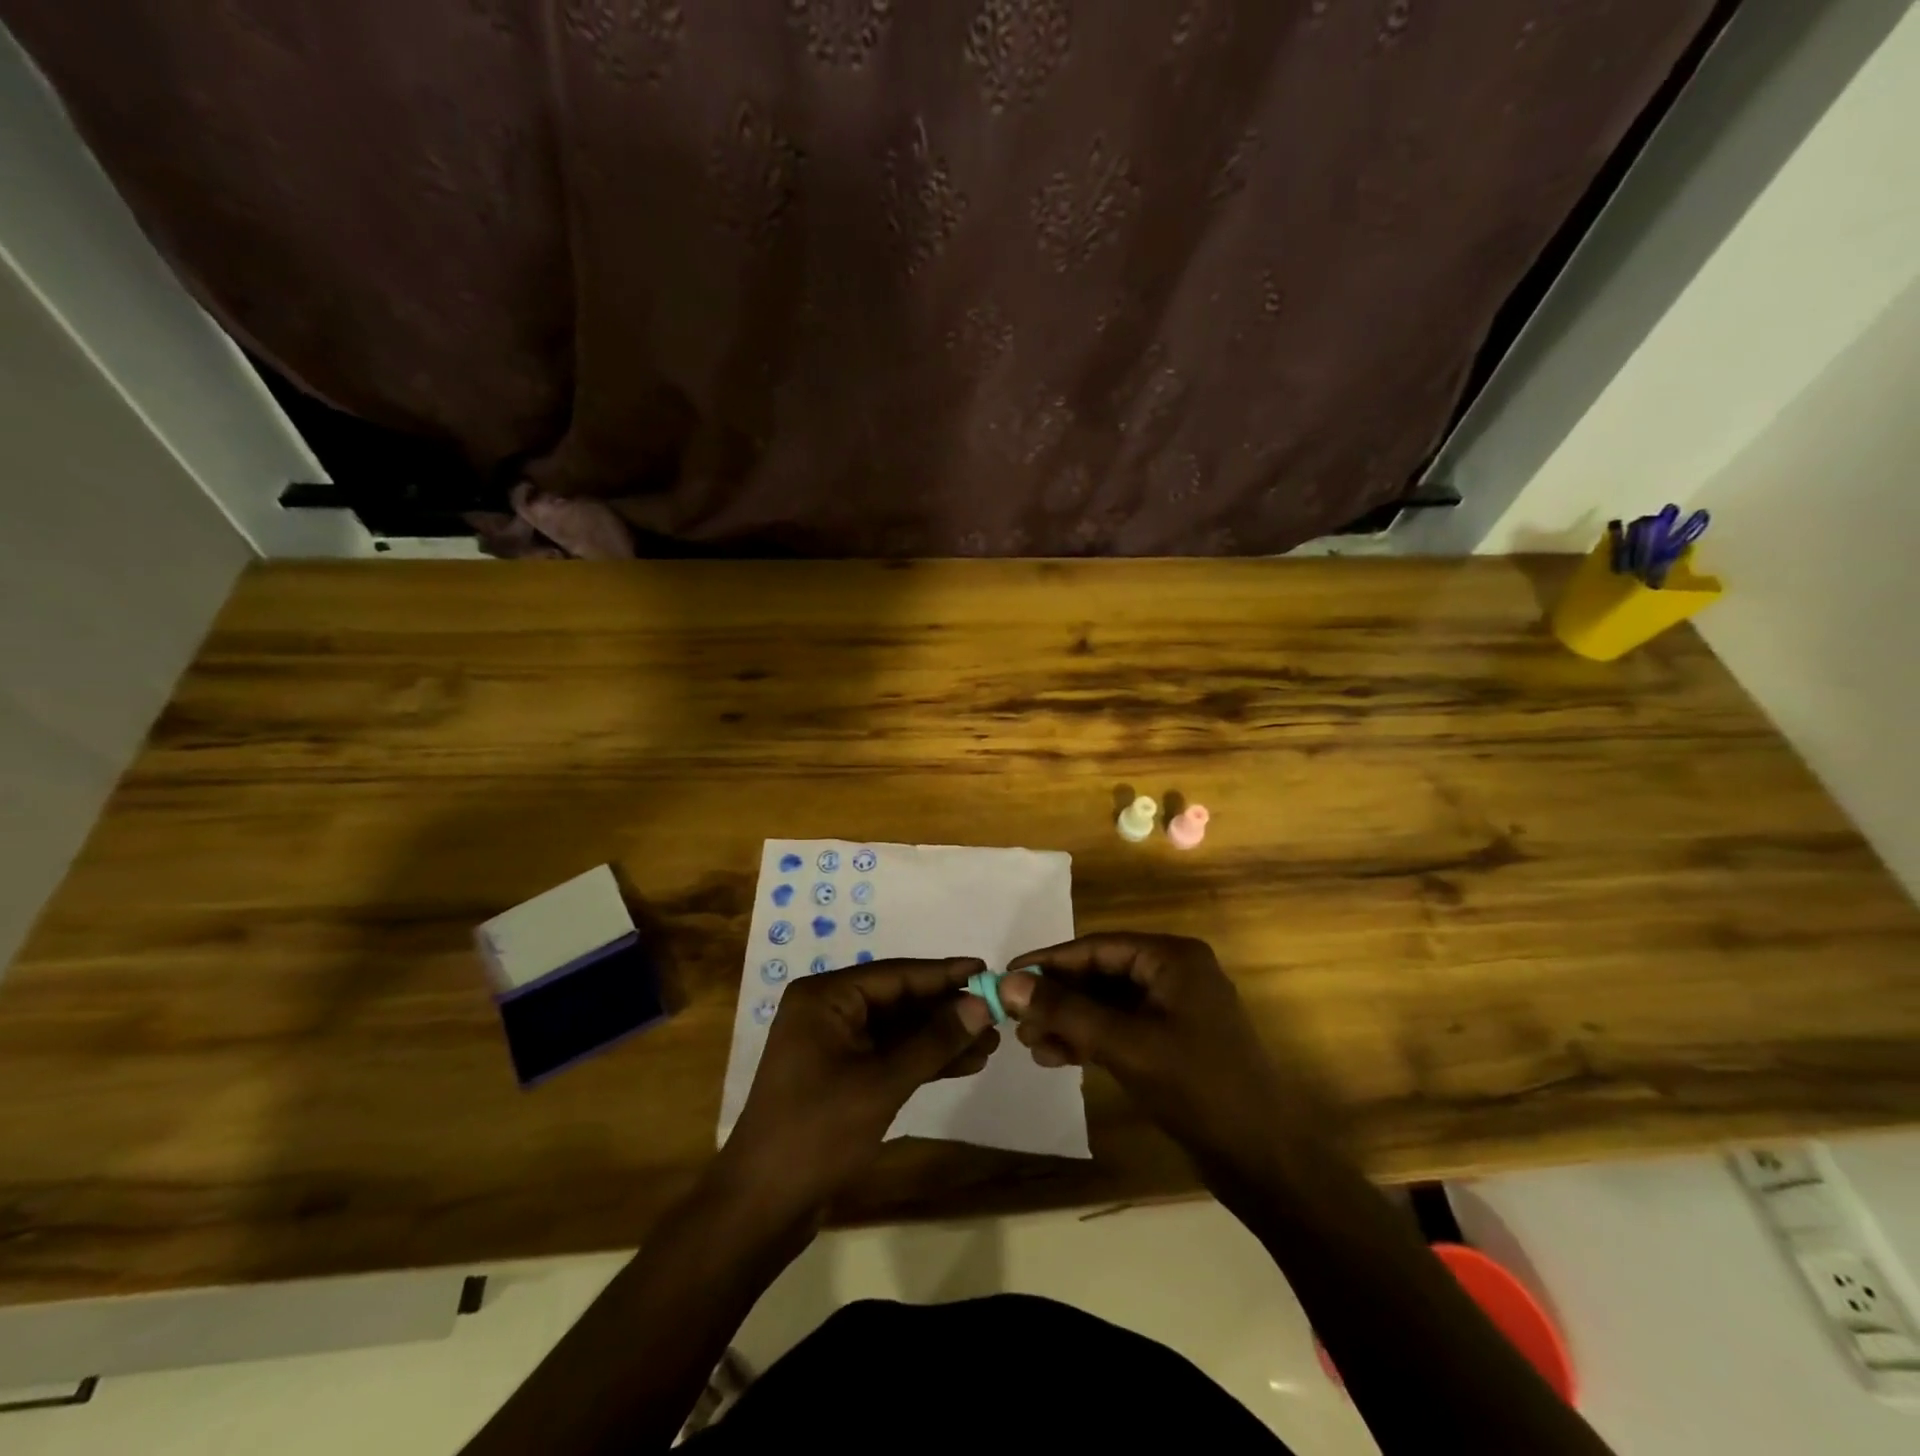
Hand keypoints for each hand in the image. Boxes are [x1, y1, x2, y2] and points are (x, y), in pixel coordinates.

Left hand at [717, 958, 997, 1219]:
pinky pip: (889, 1055)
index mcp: (825, 998)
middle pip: (898, 1000)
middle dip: (946, 1010)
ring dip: (940, 1037)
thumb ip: (933, 1041)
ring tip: (991, 1043)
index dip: (944, 974)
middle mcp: (828, 1011)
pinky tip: (963, 1064)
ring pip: (898, 1030)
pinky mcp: (841, 1075)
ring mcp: (833, 1044)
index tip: (986, 970)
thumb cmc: (817, 1133)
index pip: (896, 974)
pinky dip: (923, 1060)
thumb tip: (980, 1005)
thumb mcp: (882, 1083)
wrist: (763, 1206)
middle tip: (996, 1014)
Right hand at [998, 933, 1296, 1187]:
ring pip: (1107, 1005)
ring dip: (1069, 1021)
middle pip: (1101, 974)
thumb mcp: (1124, 1044)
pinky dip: (1090, 1040)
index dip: (1049, 961)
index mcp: (1173, 958)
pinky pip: (1121, 1029)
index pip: (1097, 947)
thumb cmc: (1197, 1088)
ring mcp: (1175, 1010)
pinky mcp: (1172, 1043)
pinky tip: (1057, 1058)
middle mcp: (1174, 974)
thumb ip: (1065, 1011)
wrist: (1263, 1160)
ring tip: (1030, 1045)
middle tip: (1015, 1020)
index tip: (1006, 975)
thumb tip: (1007, 983)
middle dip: (1058, 997)